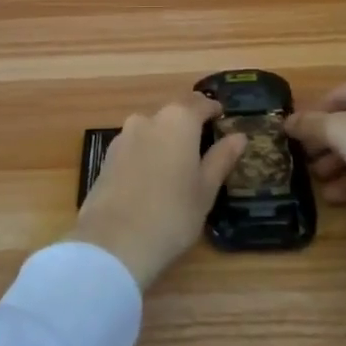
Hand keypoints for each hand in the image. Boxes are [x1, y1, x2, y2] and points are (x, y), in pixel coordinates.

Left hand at [69, 94, 246, 288]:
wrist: (113, 242)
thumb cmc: (172, 214)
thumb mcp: (205, 189)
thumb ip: (221, 158)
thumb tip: (238, 136)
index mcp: (178, 120)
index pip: (200, 103)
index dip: (213, 110)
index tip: (222, 118)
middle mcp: (148, 119)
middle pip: (174, 114)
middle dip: (188, 125)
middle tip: (203, 146)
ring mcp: (123, 137)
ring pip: (152, 129)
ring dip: (166, 140)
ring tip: (177, 165)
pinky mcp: (107, 157)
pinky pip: (135, 146)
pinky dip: (147, 154)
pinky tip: (152, 178)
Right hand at [287, 72, 345, 246]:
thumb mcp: (339, 131)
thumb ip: (310, 125)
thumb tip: (285, 121)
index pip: (336, 96)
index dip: (312, 116)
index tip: (294, 137)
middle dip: (326, 145)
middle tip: (304, 163)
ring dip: (340, 165)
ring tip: (318, 184)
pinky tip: (337, 197)